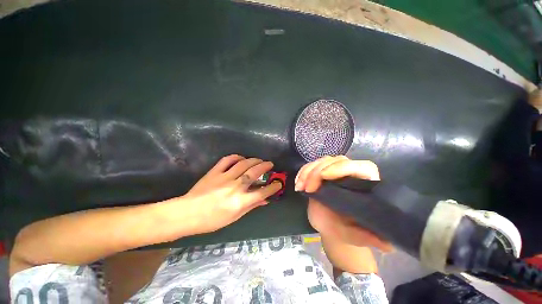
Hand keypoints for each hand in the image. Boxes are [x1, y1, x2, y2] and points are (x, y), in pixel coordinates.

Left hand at [181, 154, 281, 233]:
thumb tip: (265, 200)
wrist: (187, 214)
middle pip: (255, 173)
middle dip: (266, 166)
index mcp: (240, 201)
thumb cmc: (212, 220)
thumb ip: (251, 206)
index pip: (263, 192)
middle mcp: (235, 187)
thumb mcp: (235, 217)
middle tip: (270, 164)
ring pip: (244, 164)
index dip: (273, 187)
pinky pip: (228, 160)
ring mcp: (225, 177)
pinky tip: (241, 158)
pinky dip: (236, 157)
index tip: (278, 183)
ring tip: (259, 160)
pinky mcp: (215, 172)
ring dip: (254, 160)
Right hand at [295, 156, 391, 273]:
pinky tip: (298, 184)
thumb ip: (371, 239)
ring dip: (308, 171)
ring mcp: (335, 171)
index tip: (324, 177)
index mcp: (366, 185)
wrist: (331, 226)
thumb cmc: (347, 230)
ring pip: (322, 161)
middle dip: (318, 172)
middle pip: (337, 160)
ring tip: (300, 187)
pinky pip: (311, 166)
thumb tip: (388, 246)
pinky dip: (302, 172)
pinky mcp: (322, 173)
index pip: (361, 167)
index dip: (343, 167)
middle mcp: (352, 174)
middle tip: (308, 189)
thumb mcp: (358, 236)